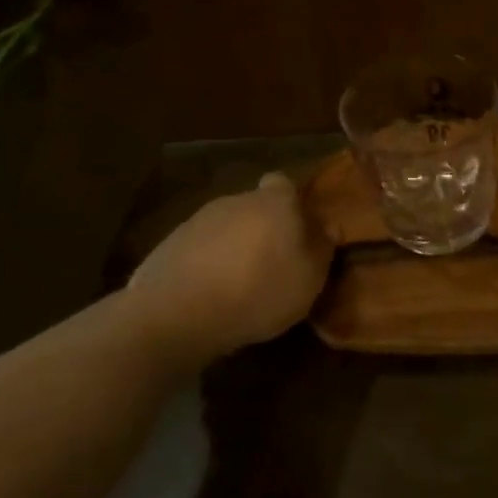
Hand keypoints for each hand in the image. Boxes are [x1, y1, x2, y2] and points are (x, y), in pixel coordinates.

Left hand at [127, 172, 329, 366]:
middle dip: (262, 226)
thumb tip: (330, 225)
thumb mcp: (309, 278)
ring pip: (224, 227)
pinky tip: (208, 294)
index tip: (298, 227)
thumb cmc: (258, 291)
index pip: (284, 183)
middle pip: (254, 205)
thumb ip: (322, 248)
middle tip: (272, 260)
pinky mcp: (166, 246)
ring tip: (238, 282)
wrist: (176, 315)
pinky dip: (205, 263)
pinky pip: (197, 249)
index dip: (291, 201)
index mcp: (274, 202)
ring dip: (232, 245)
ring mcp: (196, 221)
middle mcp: (234, 200)